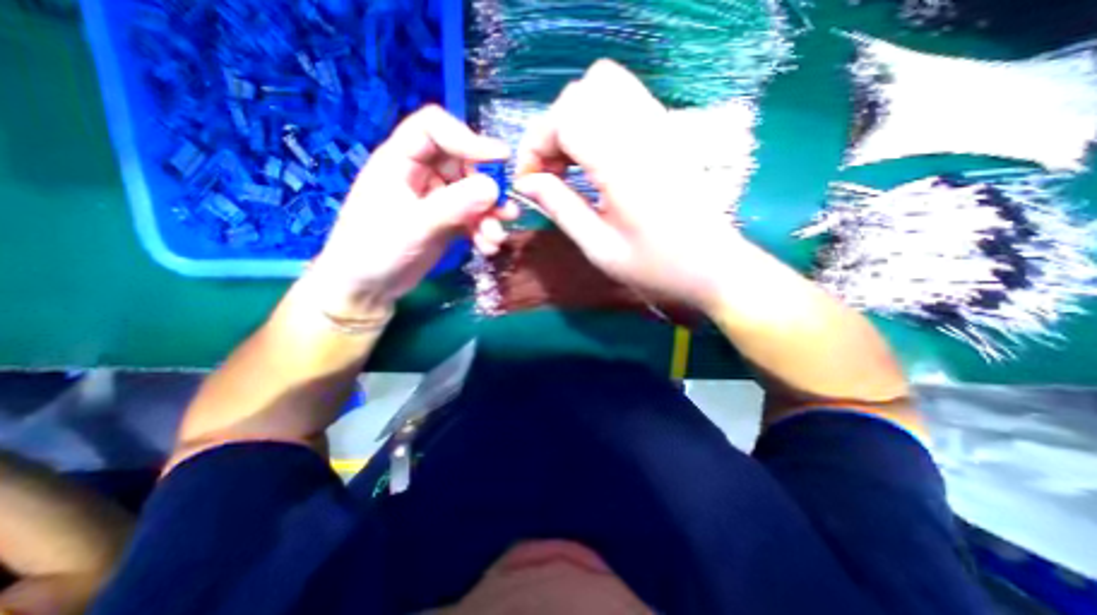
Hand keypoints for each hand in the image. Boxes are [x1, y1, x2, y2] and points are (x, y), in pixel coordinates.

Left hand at [308, 106, 514, 317]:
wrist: (369, 289)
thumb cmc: (375, 251)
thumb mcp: (413, 226)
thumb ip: (453, 206)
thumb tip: (494, 188)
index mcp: (400, 161)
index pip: (434, 129)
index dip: (468, 138)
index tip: (500, 159)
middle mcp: (421, 175)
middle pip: (464, 164)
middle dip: (488, 189)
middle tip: (506, 212)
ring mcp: (437, 199)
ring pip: (474, 194)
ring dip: (490, 215)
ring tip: (496, 237)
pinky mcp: (447, 222)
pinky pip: (474, 218)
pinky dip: (484, 230)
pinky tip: (488, 247)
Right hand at [515, 59, 744, 312]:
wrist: (711, 267)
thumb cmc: (656, 268)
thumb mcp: (599, 248)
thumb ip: (561, 208)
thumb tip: (527, 182)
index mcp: (623, 165)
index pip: (566, 118)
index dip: (536, 144)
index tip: (529, 181)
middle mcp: (642, 134)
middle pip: (582, 93)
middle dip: (552, 129)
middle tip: (549, 172)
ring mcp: (659, 127)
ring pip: (604, 86)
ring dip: (574, 120)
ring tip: (568, 163)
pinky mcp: (666, 132)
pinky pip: (624, 99)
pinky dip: (597, 118)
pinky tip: (593, 157)